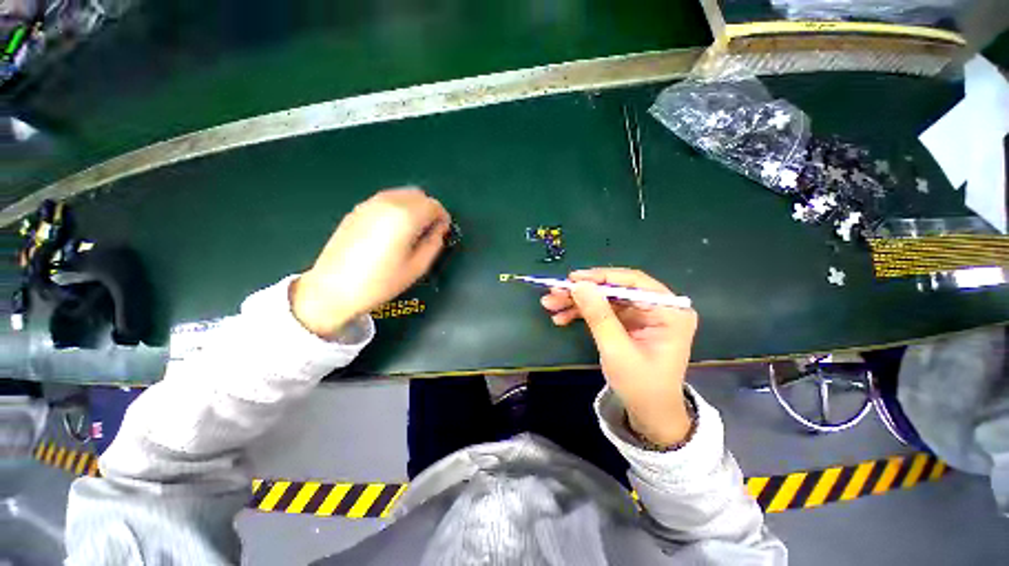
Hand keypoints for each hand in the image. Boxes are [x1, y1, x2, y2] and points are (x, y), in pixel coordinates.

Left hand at [291, 187, 449, 338]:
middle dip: (428, 209)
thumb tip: (439, 230)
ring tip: (411, 231)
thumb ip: (434, 244)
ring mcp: (369, 204)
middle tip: (428, 231)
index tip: (442, 232)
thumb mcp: (417, 267)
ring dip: (412, 207)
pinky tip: (391, 230)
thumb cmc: (380, 282)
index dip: (443, 217)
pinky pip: (385, 200)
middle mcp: (388, 203)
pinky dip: (396, 208)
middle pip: (418, 194)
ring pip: (401, 194)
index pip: (434, 205)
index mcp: (405, 216)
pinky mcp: (357, 210)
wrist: (334, 288)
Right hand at [540, 268, 697, 445]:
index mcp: (669, 311)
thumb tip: (579, 285)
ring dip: (577, 302)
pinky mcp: (628, 322)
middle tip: (554, 292)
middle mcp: (657, 307)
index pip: (633, 282)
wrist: (649, 413)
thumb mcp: (617, 351)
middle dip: (582, 292)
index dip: (601, 277)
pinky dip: (582, 312)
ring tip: (551, 305)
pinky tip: (562, 317)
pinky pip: (602, 310)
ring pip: (604, 298)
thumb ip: (599, 316)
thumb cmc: (641, 386)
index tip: (572, 279)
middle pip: (614, 289)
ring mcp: (641, 314)